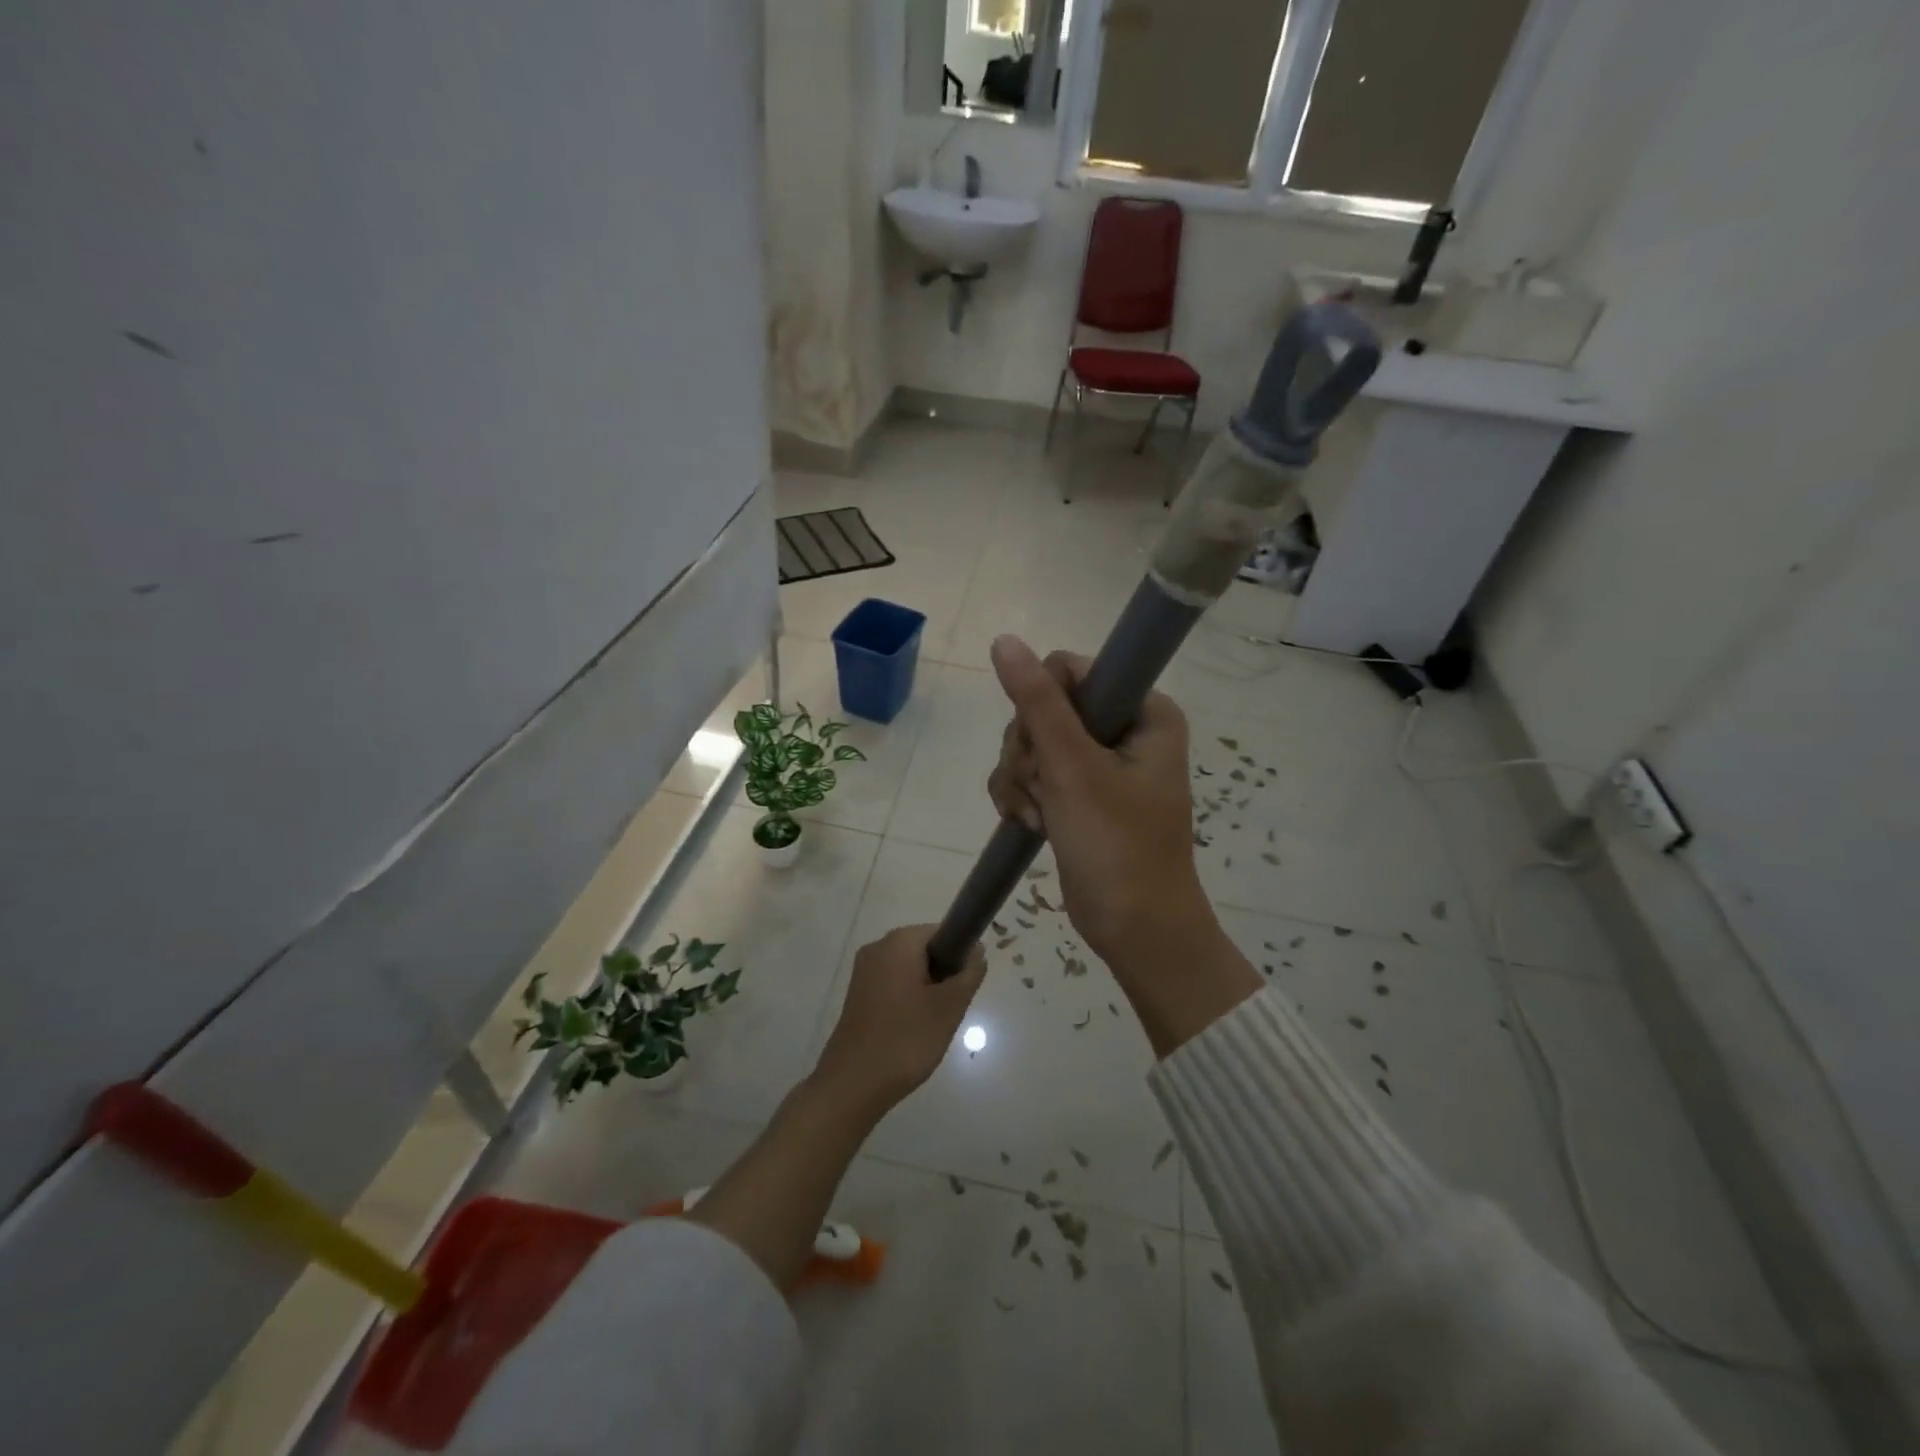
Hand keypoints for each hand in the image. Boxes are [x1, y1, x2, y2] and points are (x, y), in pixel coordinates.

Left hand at [811, 925, 986, 1117]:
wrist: (853, 1084)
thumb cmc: (906, 1040)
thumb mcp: (949, 1007)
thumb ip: (969, 974)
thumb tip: (976, 951)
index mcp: (899, 942)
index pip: (942, 931)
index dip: (960, 954)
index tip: (964, 986)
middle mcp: (878, 947)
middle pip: (925, 949)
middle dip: (943, 975)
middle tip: (950, 1009)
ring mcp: (864, 971)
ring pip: (910, 969)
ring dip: (927, 990)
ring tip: (932, 1023)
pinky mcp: (857, 993)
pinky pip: (893, 984)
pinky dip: (908, 1000)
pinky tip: (912, 1029)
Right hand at [987, 635, 1212, 966]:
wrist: (1134, 930)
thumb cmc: (1117, 846)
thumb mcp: (1074, 768)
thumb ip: (1038, 702)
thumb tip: (1004, 640)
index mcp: (1143, 711)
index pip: (1070, 671)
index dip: (1042, 704)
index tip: (1045, 747)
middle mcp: (1122, 730)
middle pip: (1043, 708)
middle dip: (1029, 753)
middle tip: (1045, 790)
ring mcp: (1097, 764)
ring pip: (1030, 743)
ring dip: (1021, 780)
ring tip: (1039, 817)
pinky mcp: (1076, 794)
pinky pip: (1030, 774)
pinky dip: (1021, 797)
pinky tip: (1029, 824)